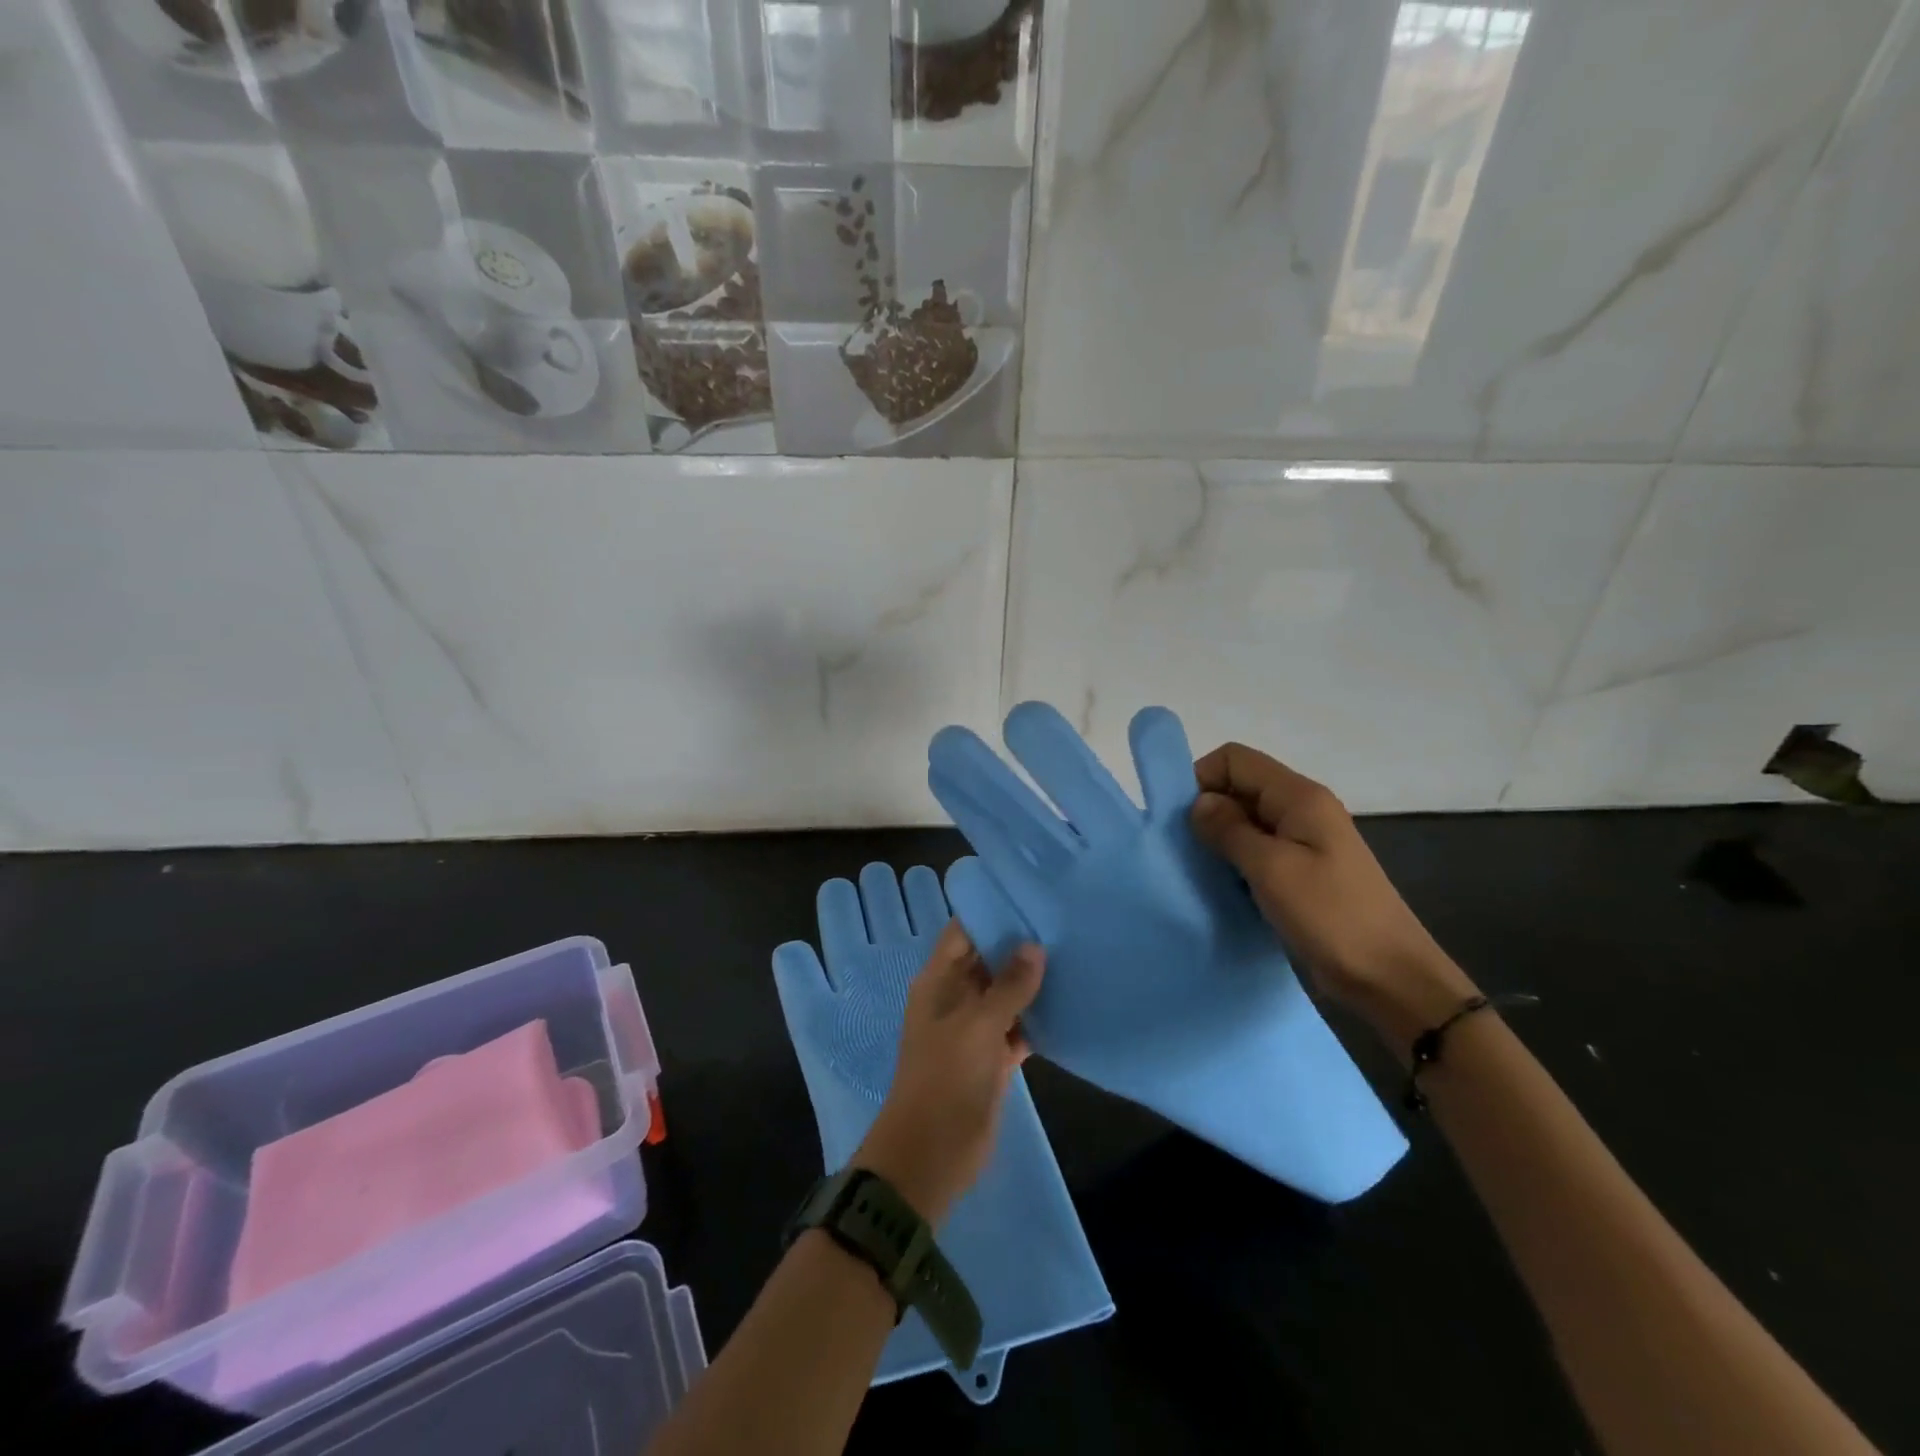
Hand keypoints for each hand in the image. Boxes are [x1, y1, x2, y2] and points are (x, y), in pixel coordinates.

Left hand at [853, 922, 1043, 1225]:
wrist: (932, 1153)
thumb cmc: (947, 1078)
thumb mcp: (978, 1025)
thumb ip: (1009, 986)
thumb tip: (1035, 946)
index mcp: (938, 982)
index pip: (962, 934)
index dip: (989, 914)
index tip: (1027, 896)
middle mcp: (955, 999)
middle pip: (987, 962)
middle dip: (1018, 946)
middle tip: (1061, 921)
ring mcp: (974, 1030)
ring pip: (1005, 996)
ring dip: (1032, 984)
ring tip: (1073, 955)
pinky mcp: (992, 1059)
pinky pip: (1018, 1030)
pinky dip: (1037, 1021)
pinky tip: (1070, 1005)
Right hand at [1189, 742, 1477, 1057]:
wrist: (1391, 977)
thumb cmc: (1331, 916)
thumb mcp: (1272, 868)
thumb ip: (1229, 829)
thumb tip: (1198, 802)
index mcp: (1298, 797)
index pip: (1235, 759)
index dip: (1202, 778)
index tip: (1181, 820)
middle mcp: (1301, 810)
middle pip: (1240, 786)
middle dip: (1207, 810)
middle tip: (1185, 851)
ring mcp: (1304, 842)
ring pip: (1246, 821)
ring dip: (1219, 839)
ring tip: (1201, 871)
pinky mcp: (1302, 872)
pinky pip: (1257, 851)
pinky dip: (1235, 862)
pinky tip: (1223, 887)